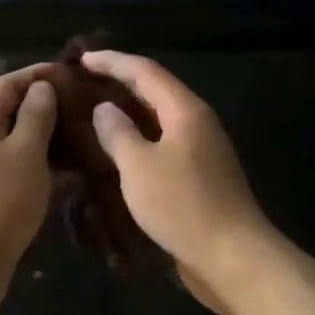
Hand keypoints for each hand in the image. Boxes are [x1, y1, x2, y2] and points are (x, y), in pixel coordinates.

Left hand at [0, 66, 57, 310]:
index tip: (70, 73)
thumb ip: (35, 117)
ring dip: (45, 135)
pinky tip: (67, 172)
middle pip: (9, 111)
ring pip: (15, 141)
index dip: (35, 74)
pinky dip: (40, 163)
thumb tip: (41, 87)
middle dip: (43, 104)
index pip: (6, 84)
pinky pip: (16, 168)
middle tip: (81, 105)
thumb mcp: (25, 154)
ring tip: (80, 135)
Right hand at [80, 51, 278, 313]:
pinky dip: (140, 138)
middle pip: (156, 90)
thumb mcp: (139, 167)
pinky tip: (118, 151)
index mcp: (186, 110)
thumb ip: (118, 133)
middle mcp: (197, 121)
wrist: (233, 256)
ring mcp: (202, 148)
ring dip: (129, 111)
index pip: (145, 71)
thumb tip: (105, 109)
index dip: (112, 62)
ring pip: (160, 118)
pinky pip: (164, 143)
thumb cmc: (183, 205)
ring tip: (95, 112)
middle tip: (84, 82)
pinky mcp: (200, 174)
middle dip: (121, 81)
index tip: (81, 58)